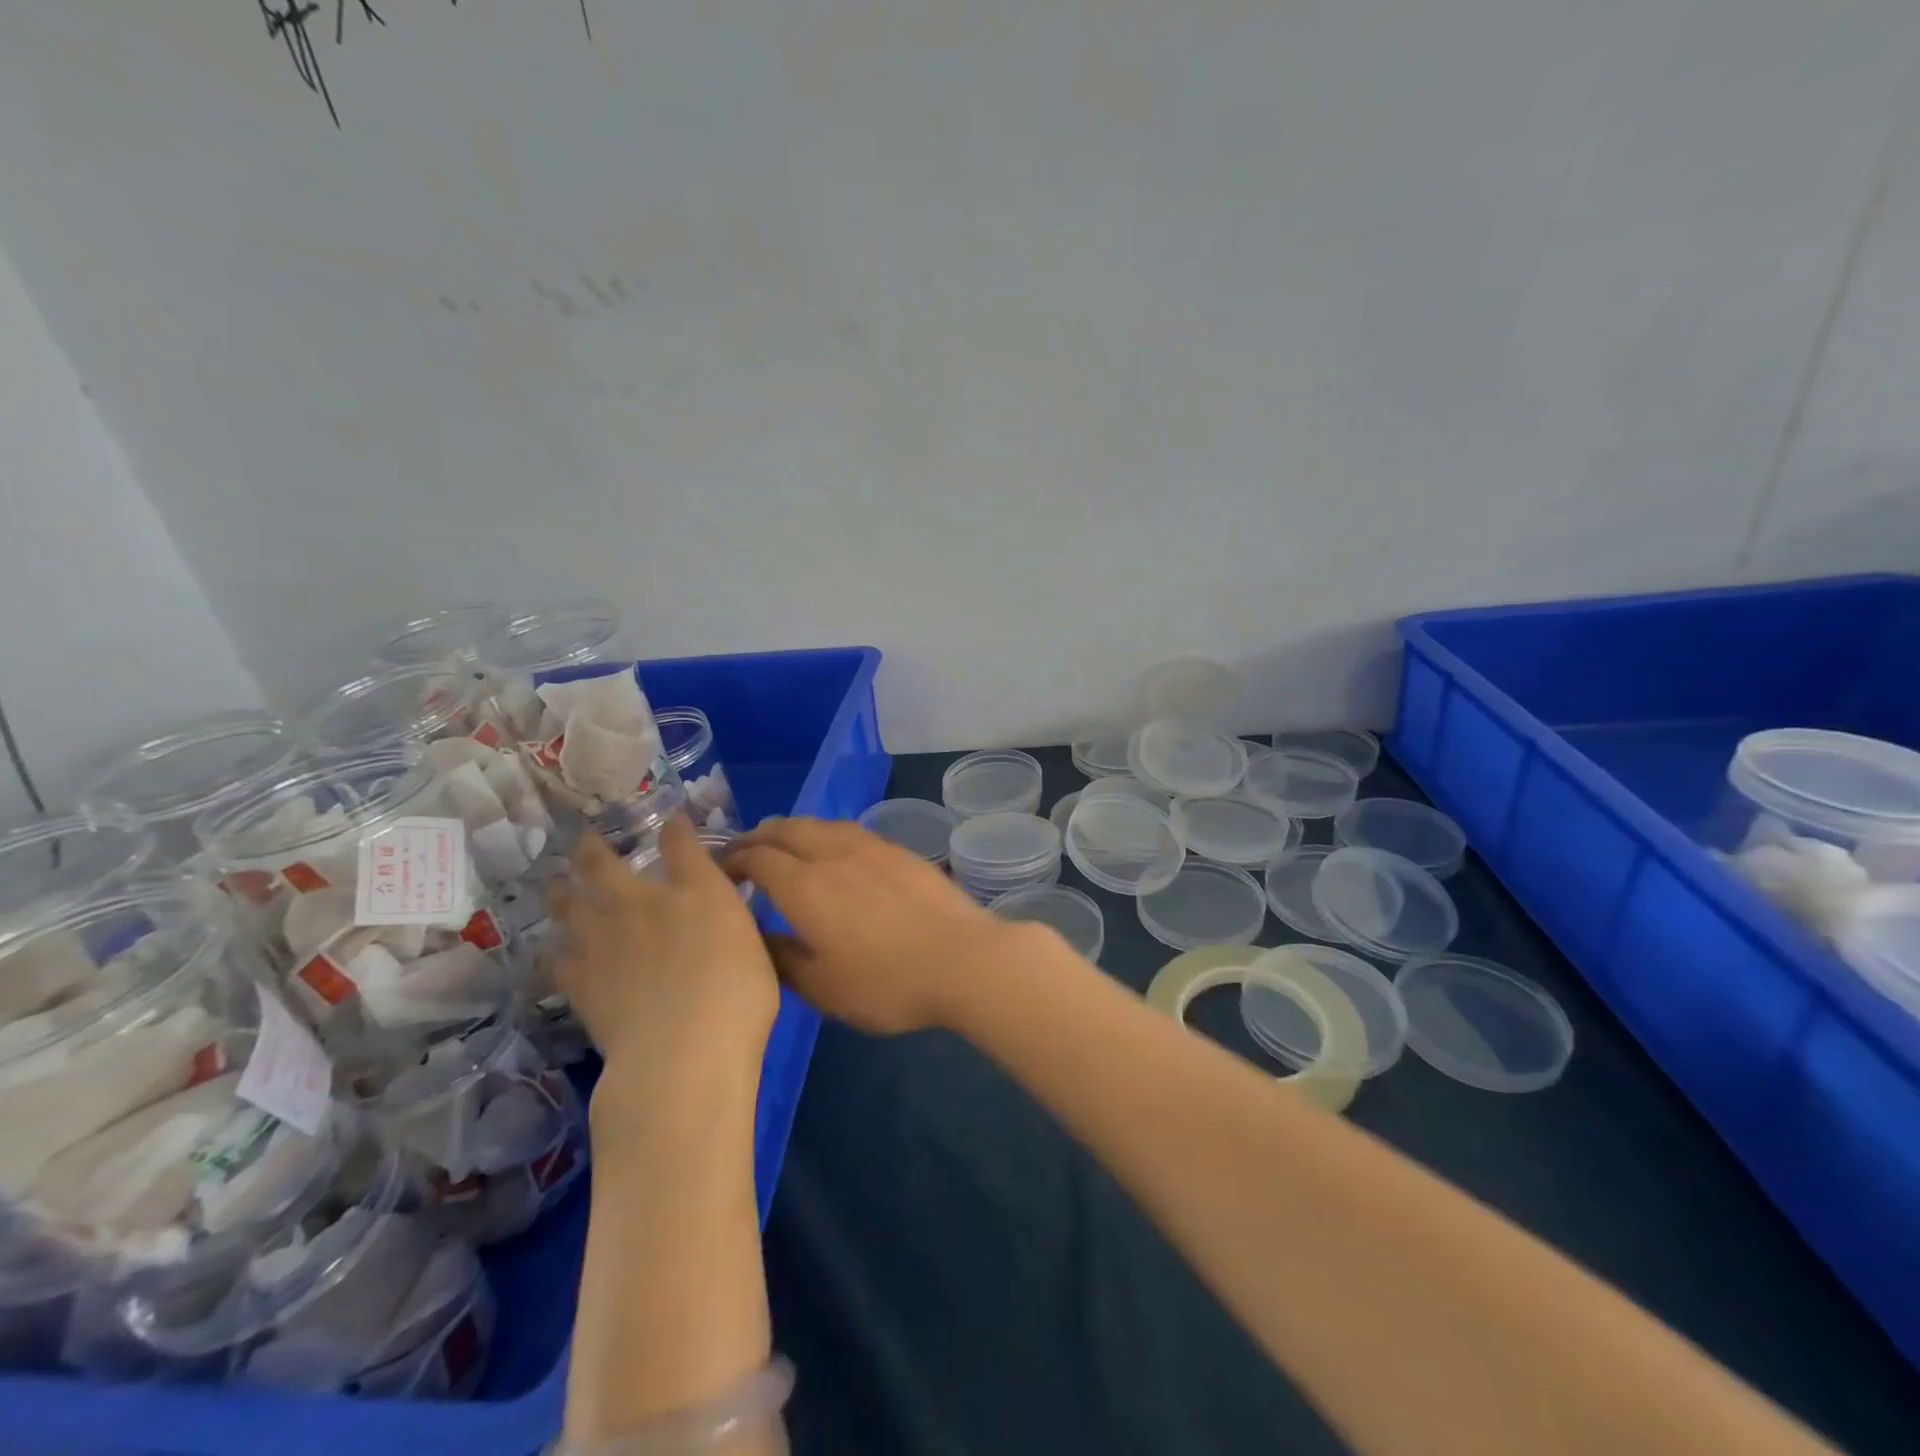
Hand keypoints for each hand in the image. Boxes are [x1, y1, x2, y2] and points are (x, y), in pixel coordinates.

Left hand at [548, 817, 779, 1083]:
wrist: (683, 1052)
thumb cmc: (741, 998)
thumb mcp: (755, 949)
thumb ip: (732, 924)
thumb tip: (721, 916)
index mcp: (698, 890)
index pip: (680, 842)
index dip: (674, 827)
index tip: (672, 822)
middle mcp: (644, 902)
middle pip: (604, 862)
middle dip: (594, 846)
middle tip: (587, 841)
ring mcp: (604, 938)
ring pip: (567, 901)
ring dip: (561, 889)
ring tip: (557, 884)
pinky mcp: (579, 978)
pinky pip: (556, 955)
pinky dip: (555, 948)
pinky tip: (556, 949)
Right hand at [724, 817, 1031, 1034]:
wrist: (963, 959)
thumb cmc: (887, 983)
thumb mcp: (822, 988)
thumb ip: (781, 960)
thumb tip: (756, 938)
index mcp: (804, 886)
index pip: (757, 858)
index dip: (733, 860)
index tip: (719, 870)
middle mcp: (832, 854)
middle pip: (785, 830)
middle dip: (758, 837)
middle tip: (743, 851)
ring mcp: (869, 847)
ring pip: (819, 824)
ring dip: (791, 830)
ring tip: (783, 844)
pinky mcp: (898, 850)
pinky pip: (848, 830)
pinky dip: (824, 833)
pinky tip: (832, 850)